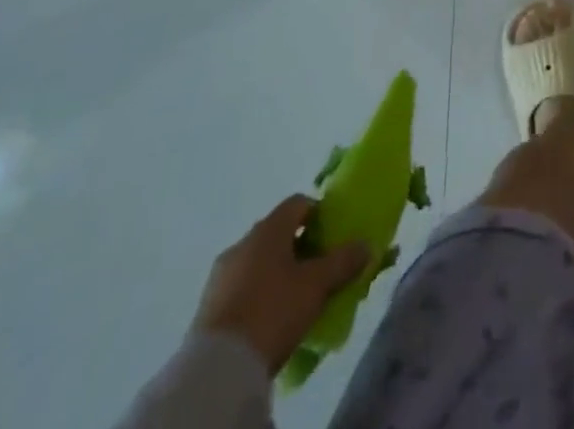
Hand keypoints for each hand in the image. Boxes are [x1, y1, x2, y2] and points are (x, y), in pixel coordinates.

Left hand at [192, 195, 369, 372]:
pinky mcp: (207, 308)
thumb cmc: (273, 310)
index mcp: (268, 228)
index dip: (319, 213)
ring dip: (277, 273)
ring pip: (258, 262)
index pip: (298, 203)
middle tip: (318, 269)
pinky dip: (258, 295)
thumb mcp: (317, 285)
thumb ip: (344, 261)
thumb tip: (366, 245)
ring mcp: (220, 276)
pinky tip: (270, 318)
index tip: (332, 235)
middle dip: (299, 247)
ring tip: (295, 299)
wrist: (217, 370)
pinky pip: (241, 288)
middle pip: (277, 233)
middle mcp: (242, 243)